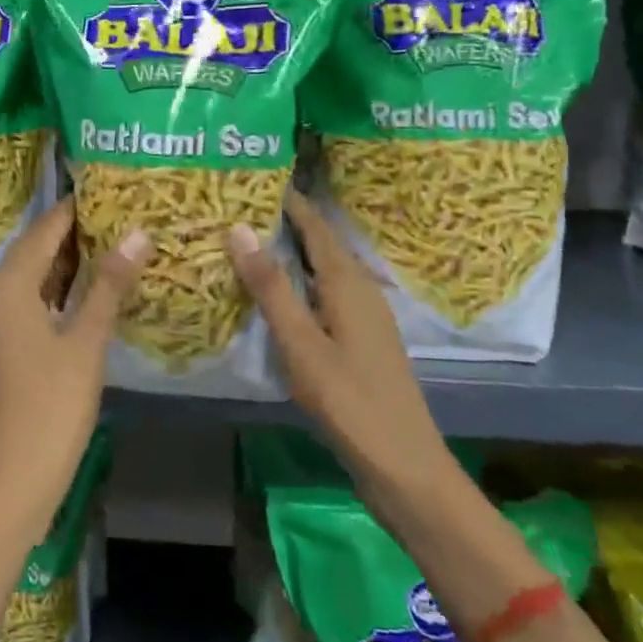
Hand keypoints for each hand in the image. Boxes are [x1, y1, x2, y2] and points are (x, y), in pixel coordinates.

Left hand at [0, 198, 150, 527]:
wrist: (20, 471)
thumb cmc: (54, 402)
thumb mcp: (87, 340)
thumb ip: (109, 284)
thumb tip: (138, 233)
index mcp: (7, 289)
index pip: (41, 233)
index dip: (72, 211)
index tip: (106, 190)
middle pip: (33, 251)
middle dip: (72, 233)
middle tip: (116, 213)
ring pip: (32, 277)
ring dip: (66, 261)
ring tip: (111, 240)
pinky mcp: (3, 343)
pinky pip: (30, 300)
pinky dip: (57, 289)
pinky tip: (90, 285)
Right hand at [227, 191, 458, 510]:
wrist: (403, 465)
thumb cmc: (349, 401)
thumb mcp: (301, 343)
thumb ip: (270, 286)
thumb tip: (238, 228)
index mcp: (347, 281)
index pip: (313, 224)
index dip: (287, 199)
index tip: (252, 176)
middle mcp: (360, 288)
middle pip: (319, 242)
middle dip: (283, 221)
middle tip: (238, 205)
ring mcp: (363, 315)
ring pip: (322, 268)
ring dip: (289, 251)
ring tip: (248, 239)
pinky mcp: (360, 338)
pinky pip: (324, 292)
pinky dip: (297, 281)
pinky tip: (275, 292)